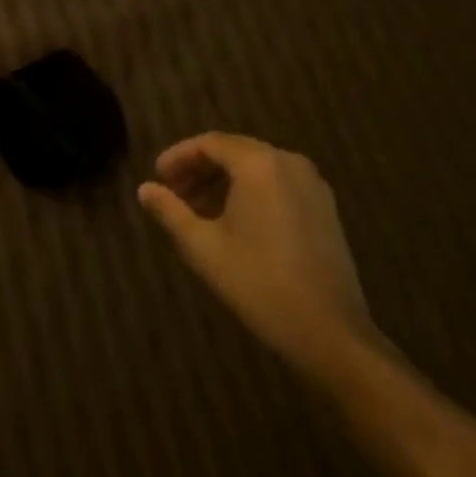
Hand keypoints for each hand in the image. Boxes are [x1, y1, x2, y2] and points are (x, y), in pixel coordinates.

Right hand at [138, 132, 377, 380]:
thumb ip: (170, 212)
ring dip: (224, 181)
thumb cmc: (259, 284)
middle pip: (234, 151)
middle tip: (173, 193)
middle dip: (200, 168)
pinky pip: (278, 184)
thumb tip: (144, 189)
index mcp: (259, 164)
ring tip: (197, 210)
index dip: (179, 157)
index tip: (157, 177)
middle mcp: (288, 162)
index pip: (209, 143)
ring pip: (257, 168)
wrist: (331, 333)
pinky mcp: (325, 208)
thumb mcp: (203, 247)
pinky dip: (250, 192)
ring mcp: (312, 184)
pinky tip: (233, 221)